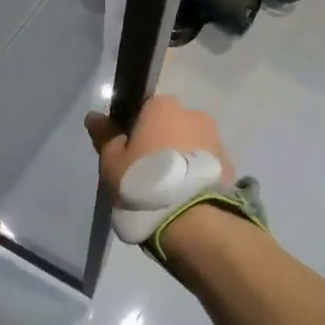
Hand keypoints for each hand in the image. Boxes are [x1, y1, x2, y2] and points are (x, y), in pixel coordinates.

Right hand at [84, 95, 232, 204]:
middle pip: (171, 126)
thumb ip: (105, 136)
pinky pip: (206, 165)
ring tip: (168, 190)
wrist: (190, 218)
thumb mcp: (112, 161)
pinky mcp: (230, 165)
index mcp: (162, 106)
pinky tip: (185, 197)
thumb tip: (94, 116)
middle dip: (161, 143)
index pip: (145, 109)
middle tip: (147, 173)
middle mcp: (193, 114)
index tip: (129, 152)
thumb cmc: (142, 181)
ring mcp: (216, 139)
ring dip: (181, 159)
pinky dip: (196, 175)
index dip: (135, 129)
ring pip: (191, 145)